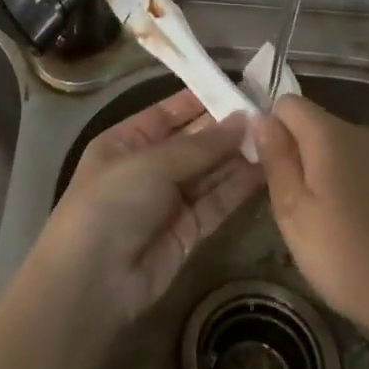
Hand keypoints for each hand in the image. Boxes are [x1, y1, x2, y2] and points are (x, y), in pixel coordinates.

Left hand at [33, 89, 265, 332]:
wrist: (92, 282)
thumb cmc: (112, 203)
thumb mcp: (151, 163)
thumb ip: (200, 145)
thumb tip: (242, 120)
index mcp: (126, 142)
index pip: (167, 113)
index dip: (200, 100)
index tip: (237, 87)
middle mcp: (148, 167)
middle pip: (193, 142)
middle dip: (225, 128)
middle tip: (268, 113)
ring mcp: (169, 201)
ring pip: (209, 172)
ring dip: (237, 156)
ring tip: (275, 137)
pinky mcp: (189, 231)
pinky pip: (217, 202)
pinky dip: (238, 187)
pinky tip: (266, 169)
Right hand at [252, 95, 368, 351]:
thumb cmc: (350, 257)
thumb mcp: (294, 214)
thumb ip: (276, 160)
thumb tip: (261, 118)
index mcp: (330, 134)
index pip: (287, 103)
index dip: (269, 128)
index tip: (265, 168)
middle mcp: (360, 133)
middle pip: (313, 126)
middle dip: (295, 155)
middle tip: (289, 206)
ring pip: (337, 150)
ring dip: (321, 175)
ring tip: (321, 224)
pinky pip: (362, 169)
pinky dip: (348, 188)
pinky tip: (353, 231)